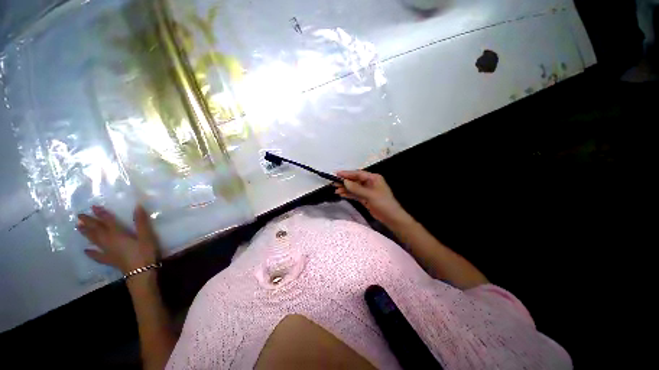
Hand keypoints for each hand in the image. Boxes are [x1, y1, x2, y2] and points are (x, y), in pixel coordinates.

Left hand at [77, 205, 159, 273]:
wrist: (140, 272)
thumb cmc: (144, 252)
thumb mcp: (146, 236)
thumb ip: (141, 222)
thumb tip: (137, 206)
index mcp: (118, 234)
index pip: (107, 221)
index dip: (101, 213)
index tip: (93, 206)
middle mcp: (109, 241)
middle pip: (97, 230)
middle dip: (88, 222)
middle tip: (79, 216)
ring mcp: (107, 251)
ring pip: (94, 240)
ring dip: (86, 233)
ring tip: (79, 227)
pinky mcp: (109, 260)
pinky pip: (97, 255)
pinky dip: (91, 253)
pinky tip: (86, 251)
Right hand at [335, 170, 412, 227]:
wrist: (391, 217)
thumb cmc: (383, 203)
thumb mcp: (370, 195)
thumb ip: (357, 188)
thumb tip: (345, 182)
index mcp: (373, 178)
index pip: (358, 174)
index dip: (347, 174)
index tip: (337, 174)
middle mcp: (369, 182)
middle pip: (355, 180)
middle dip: (345, 182)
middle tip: (334, 183)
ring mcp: (367, 191)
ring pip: (354, 188)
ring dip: (345, 189)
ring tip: (335, 190)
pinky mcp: (365, 198)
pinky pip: (355, 194)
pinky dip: (349, 194)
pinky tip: (341, 194)